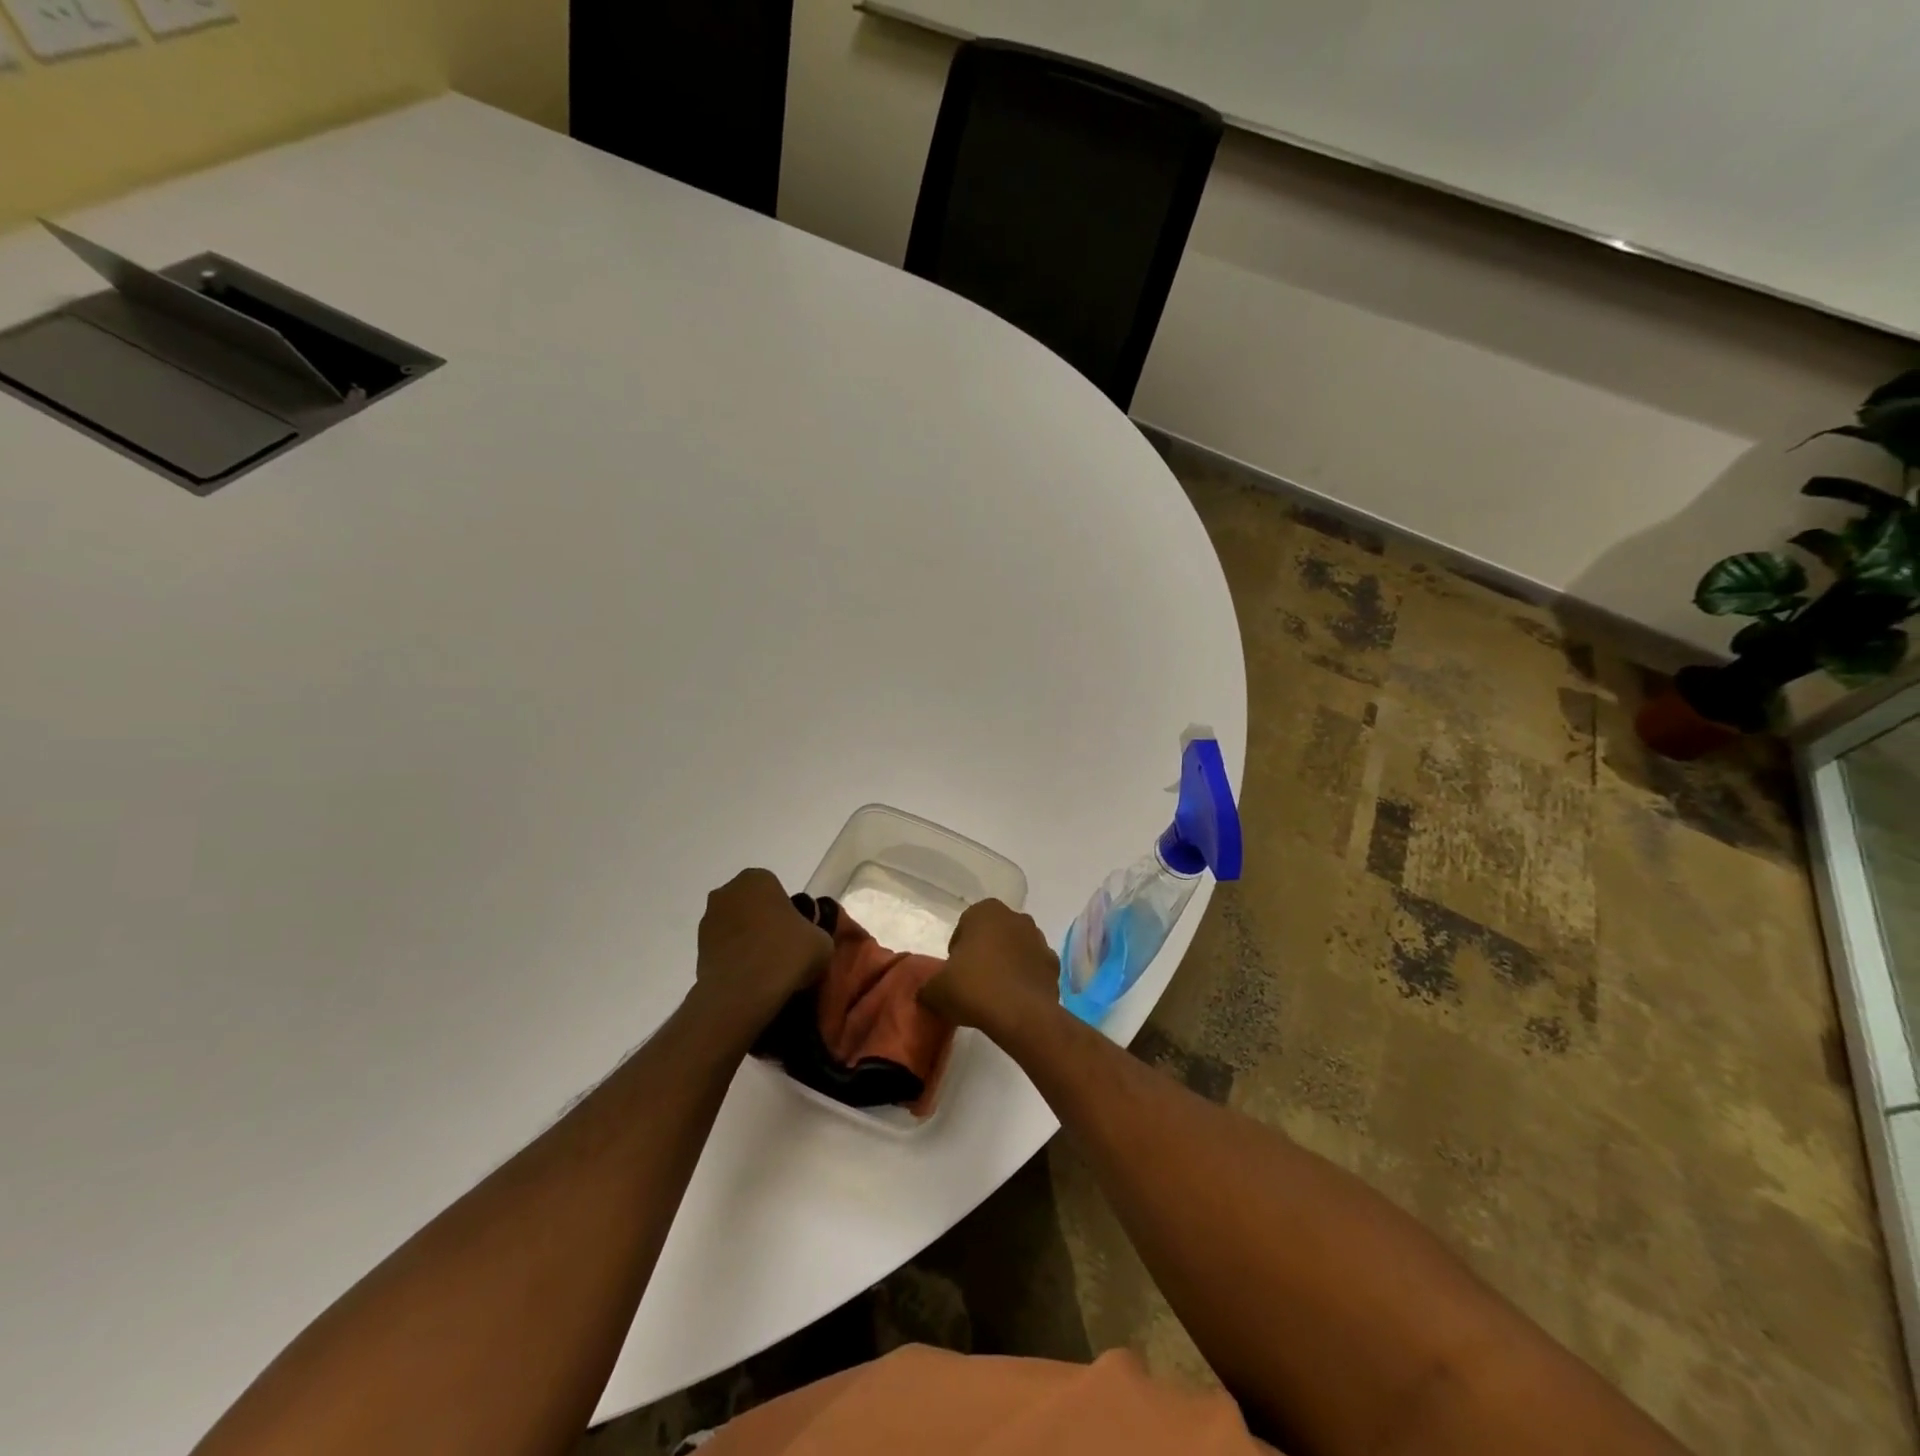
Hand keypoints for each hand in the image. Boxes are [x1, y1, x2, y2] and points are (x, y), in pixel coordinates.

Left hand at [695, 869, 831, 1028]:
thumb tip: (809, 939)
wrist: (740, 995)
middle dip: (766, 924)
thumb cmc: (785, 955)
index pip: (777, 890)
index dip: (790, 913)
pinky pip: (725, 949)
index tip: (798, 935)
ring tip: (767, 970)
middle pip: (754, 906)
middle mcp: (727, 892)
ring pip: (737, 928)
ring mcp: (708, 921)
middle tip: (785, 951)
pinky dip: (736, 960)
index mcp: (757, 879)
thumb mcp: (822, 941)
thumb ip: (817, 932)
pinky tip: (751, 979)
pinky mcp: (697, 950)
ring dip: (749, 942)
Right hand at [919, 899, 1059, 1034]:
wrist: (1021, 1015)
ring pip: (1016, 950)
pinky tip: (1014, 1001)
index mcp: (986, 911)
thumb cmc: (974, 988)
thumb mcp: (936, 990)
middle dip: (984, 953)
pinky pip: (1033, 969)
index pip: (965, 926)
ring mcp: (1039, 939)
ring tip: (994, 995)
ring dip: (1007, 965)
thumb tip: (928, 993)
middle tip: (972, 983)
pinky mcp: (1054, 964)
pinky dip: (1025, 980)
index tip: (954, 973)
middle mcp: (1016, 917)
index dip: (958, 950)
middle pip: (993, 935)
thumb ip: (928, 986)